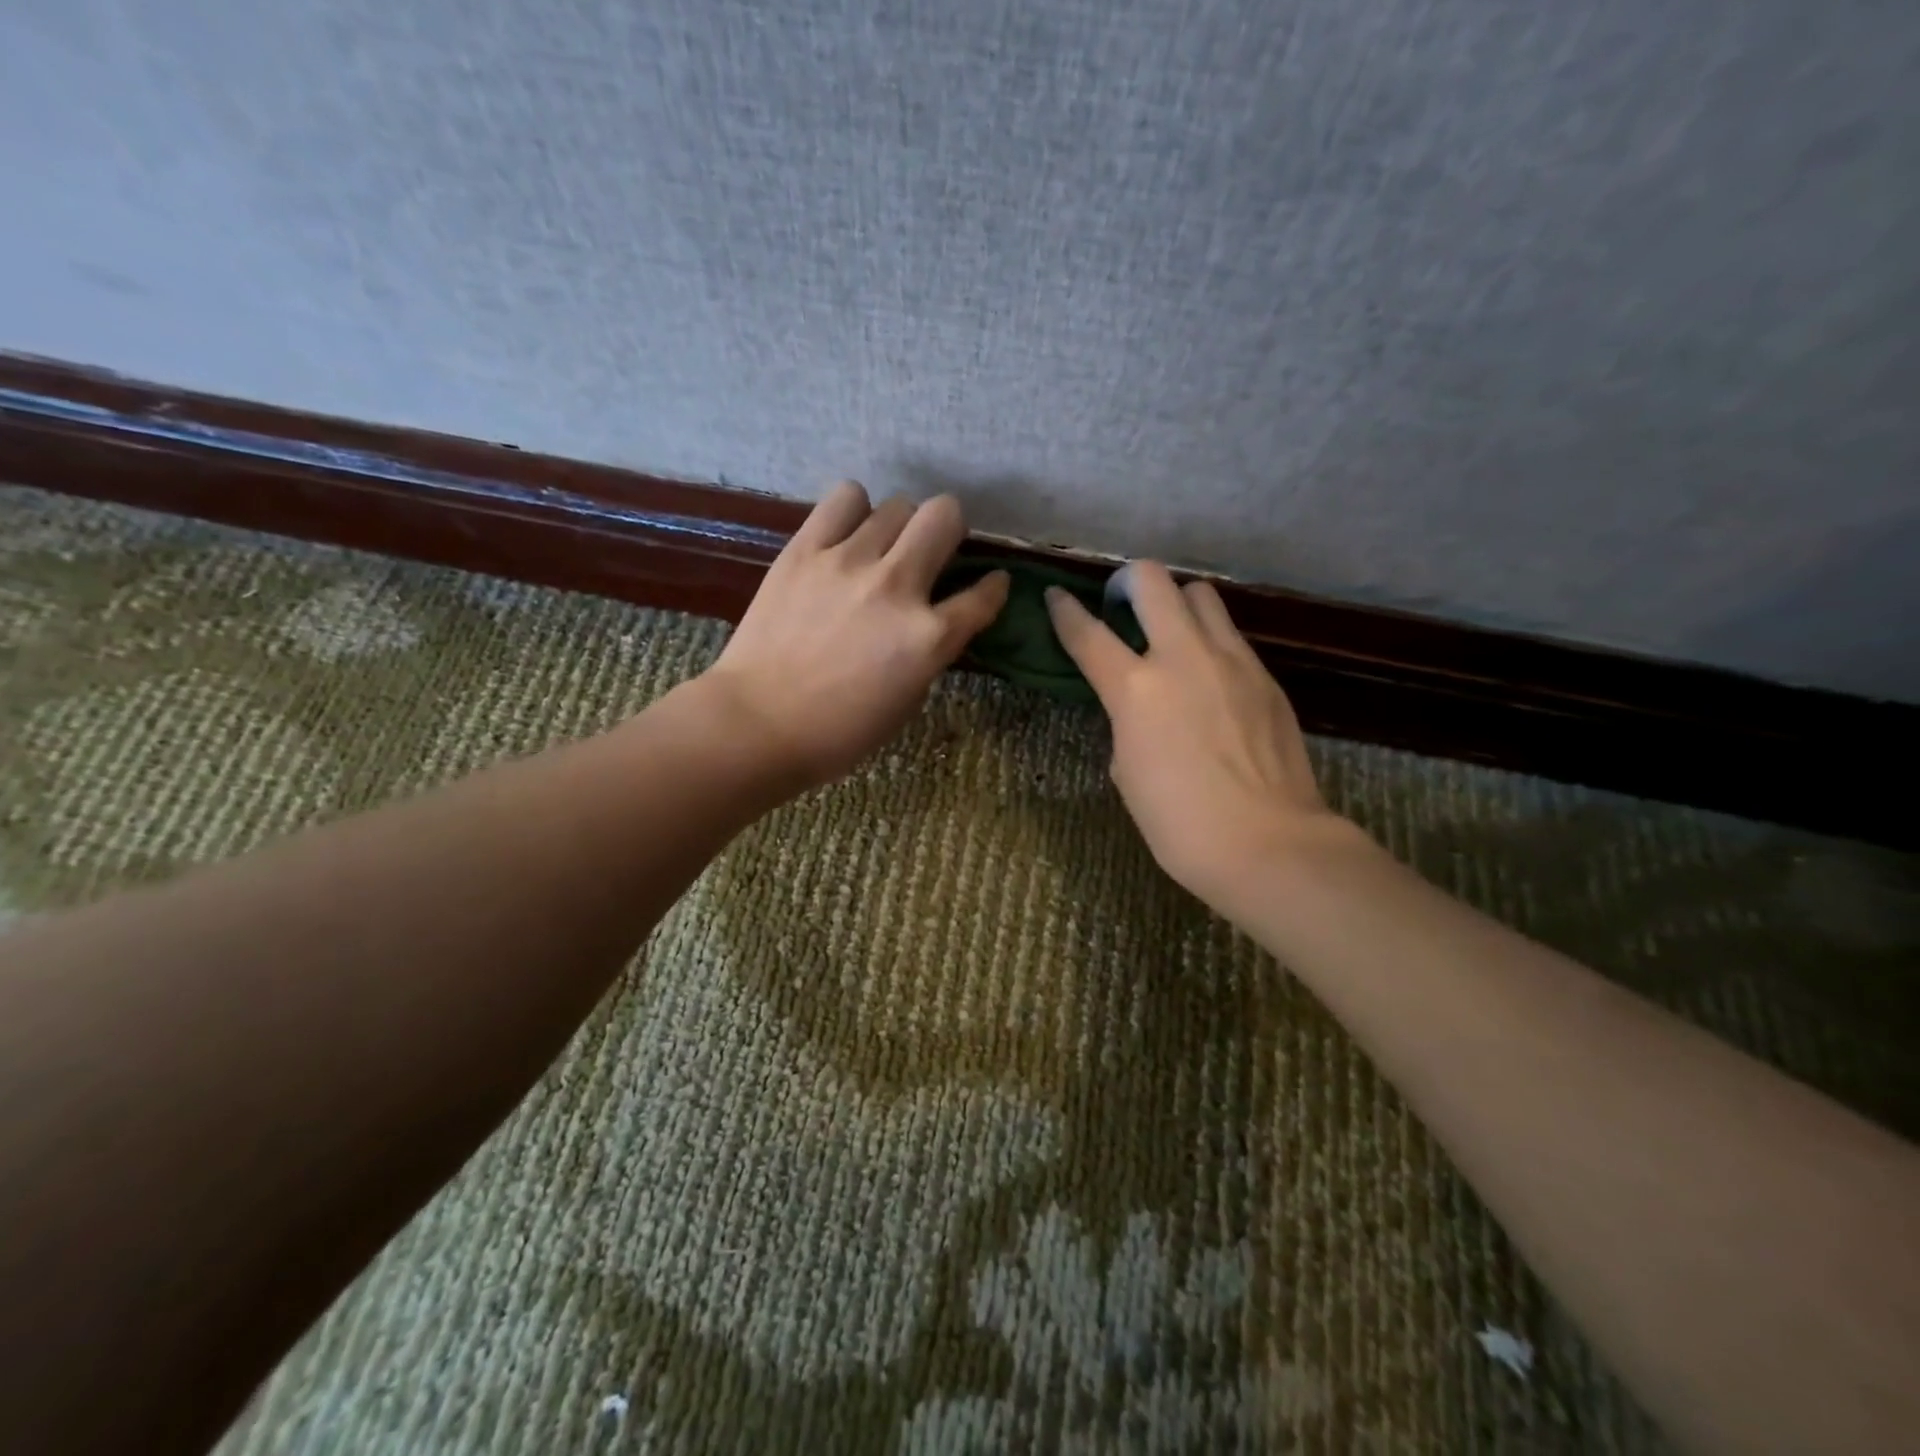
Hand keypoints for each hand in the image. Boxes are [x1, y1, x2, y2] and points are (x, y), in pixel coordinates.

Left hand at [701, 482, 1008, 787]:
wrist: (757, 724)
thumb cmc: (838, 731)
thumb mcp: (907, 701)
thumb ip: (930, 651)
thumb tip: (935, 619)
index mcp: (928, 638)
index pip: (983, 595)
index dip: (993, 587)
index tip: (989, 584)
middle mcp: (897, 587)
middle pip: (944, 515)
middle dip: (949, 531)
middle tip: (931, 554)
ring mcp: (848, 562)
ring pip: (896, 505)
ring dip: (899, 527)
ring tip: (880, 549)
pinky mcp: (805, 550)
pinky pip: (845, 499)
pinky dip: (854, 511)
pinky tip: (847, 535)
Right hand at [1045, 562, 1347, 903]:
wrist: (1267, 843)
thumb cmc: (1179, 823)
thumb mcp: (1127, 770)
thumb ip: (1126, 722)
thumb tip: (1138, 705)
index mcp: (1135, 689)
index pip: (1087, 633)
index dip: (1064, 611)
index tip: (1056, 596)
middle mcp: (1182, 657)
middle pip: (1152, 581)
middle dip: (1127, 582)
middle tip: (1123, 605)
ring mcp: (1231, 660)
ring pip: (1200, 594)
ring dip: (1176, 602)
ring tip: (1171, 632)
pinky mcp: (1265, 675)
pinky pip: (1230, 635)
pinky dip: (1209, 639)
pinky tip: (1208, 675)